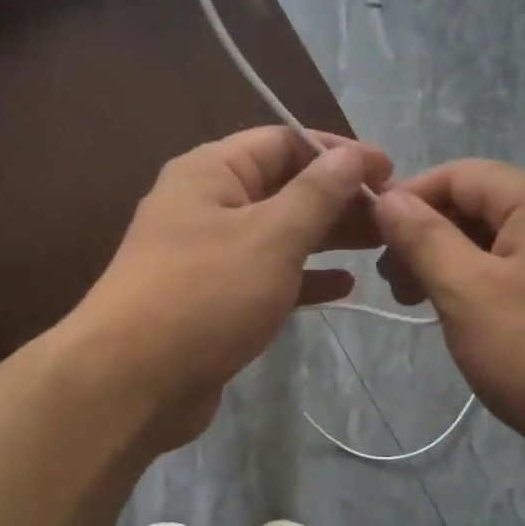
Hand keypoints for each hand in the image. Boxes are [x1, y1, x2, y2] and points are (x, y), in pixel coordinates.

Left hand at [73, 126, 391, 448]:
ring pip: (278, 235)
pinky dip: (303, 279)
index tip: (389, 172)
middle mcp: (206, 206)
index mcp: (211, 173)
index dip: (338, 152)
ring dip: (327, 238)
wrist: (131, 383)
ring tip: (381, 245)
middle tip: (393, 216)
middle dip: (338, 198)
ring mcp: (208, 257)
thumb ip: (317, 194)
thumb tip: (352, 157)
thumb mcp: (271, 237)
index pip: (284, 142)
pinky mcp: (214, 302)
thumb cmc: (204, 296)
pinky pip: (267, 278)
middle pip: (283, 189)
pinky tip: (344, 287)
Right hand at [372, 160, 524, 478]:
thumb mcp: (466, 291)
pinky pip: (514, 271)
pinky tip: (459, 317)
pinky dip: (478, 285)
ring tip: (418, 304)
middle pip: (477, 204)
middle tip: (394, 285)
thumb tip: (387, 197)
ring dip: (448, 263)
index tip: (369, 240)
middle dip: (426, 236)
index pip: (458, 173)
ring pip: (493, 241)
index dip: (408, 198)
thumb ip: (422, 238)